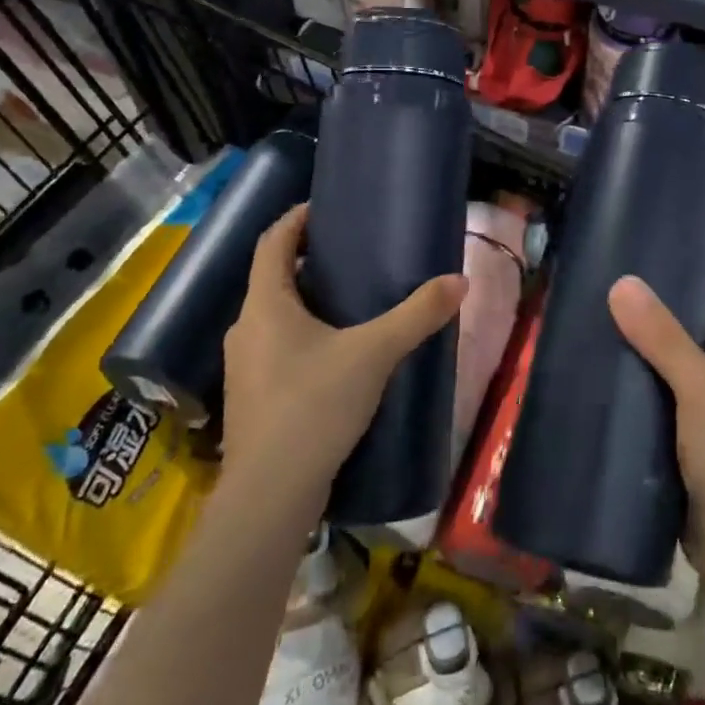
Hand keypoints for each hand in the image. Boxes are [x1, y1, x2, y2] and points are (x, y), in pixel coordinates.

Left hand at [220, 204, 466, 511]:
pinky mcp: (254, 398)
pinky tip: (338, 353)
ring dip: (306, 301)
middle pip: (273, 279)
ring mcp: (245, 367)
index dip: (295, 220)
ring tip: (350, 300)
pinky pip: (278, 348)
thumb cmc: (313, 405)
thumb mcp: (374, 353)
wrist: (271, 495)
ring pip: (275, 316)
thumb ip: (417, 314)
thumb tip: (459, 281)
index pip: (272, 243)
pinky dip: (304, 335)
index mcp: (265, 305)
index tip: (324, 208)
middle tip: (351, 254)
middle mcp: (246, 329)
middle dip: (307, 261)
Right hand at [607, 275, 704, 582]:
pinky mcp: (678, 445)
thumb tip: (623, 283)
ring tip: (592, 328)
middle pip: (687, 333)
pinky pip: (650, 407)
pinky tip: (596, 384)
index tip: (653, 252)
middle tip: (606, 287)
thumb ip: (663, 337)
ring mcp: (700, 414)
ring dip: (636, 354)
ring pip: (665, 371)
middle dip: (653, 313)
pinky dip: (629, 394)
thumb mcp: (698, 385)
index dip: (695, 273)